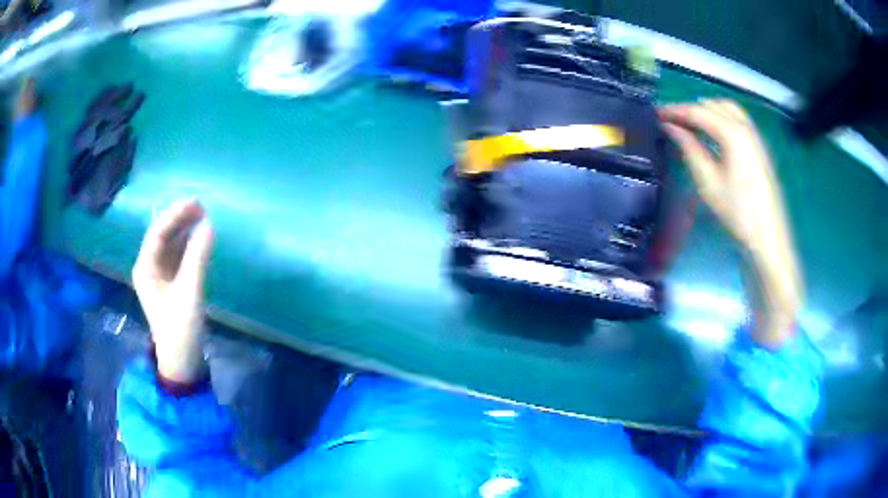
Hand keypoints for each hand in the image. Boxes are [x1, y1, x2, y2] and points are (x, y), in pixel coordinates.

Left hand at [133, 199, 213, 383]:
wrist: (181, 360)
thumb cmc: (180, 328)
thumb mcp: (189, 292)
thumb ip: (197, 258)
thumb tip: (209, 225)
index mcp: (145, 268)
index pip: (157, 233)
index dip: (174, 215)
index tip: (196, 202)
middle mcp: (149, 268)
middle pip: (162, 236)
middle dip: (180, 219)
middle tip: (202, 207)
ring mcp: (159, 276)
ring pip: (170, 244)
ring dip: (184, 230)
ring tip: (203, 217)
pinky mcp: (170, 284)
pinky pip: (177, 256)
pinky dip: (188, 245)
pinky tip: (199, 239)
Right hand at [659, 100, 801, 347]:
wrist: (767, 238)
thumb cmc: (736, 212)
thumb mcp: (707, 181)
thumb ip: (688, 147)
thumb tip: (670, 126)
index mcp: (732, 133)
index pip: (698, 112)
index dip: (675, 110)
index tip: (656, 114)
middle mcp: (745, 127)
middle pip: (713, 105)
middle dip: (690, 109)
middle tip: (671, 122)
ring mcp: (754, 136)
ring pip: (726, 109)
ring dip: (706, 111)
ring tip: (689, 124)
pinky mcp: (758, 147)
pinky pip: (737, 120)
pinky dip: (720, 119)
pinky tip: (712, 134)